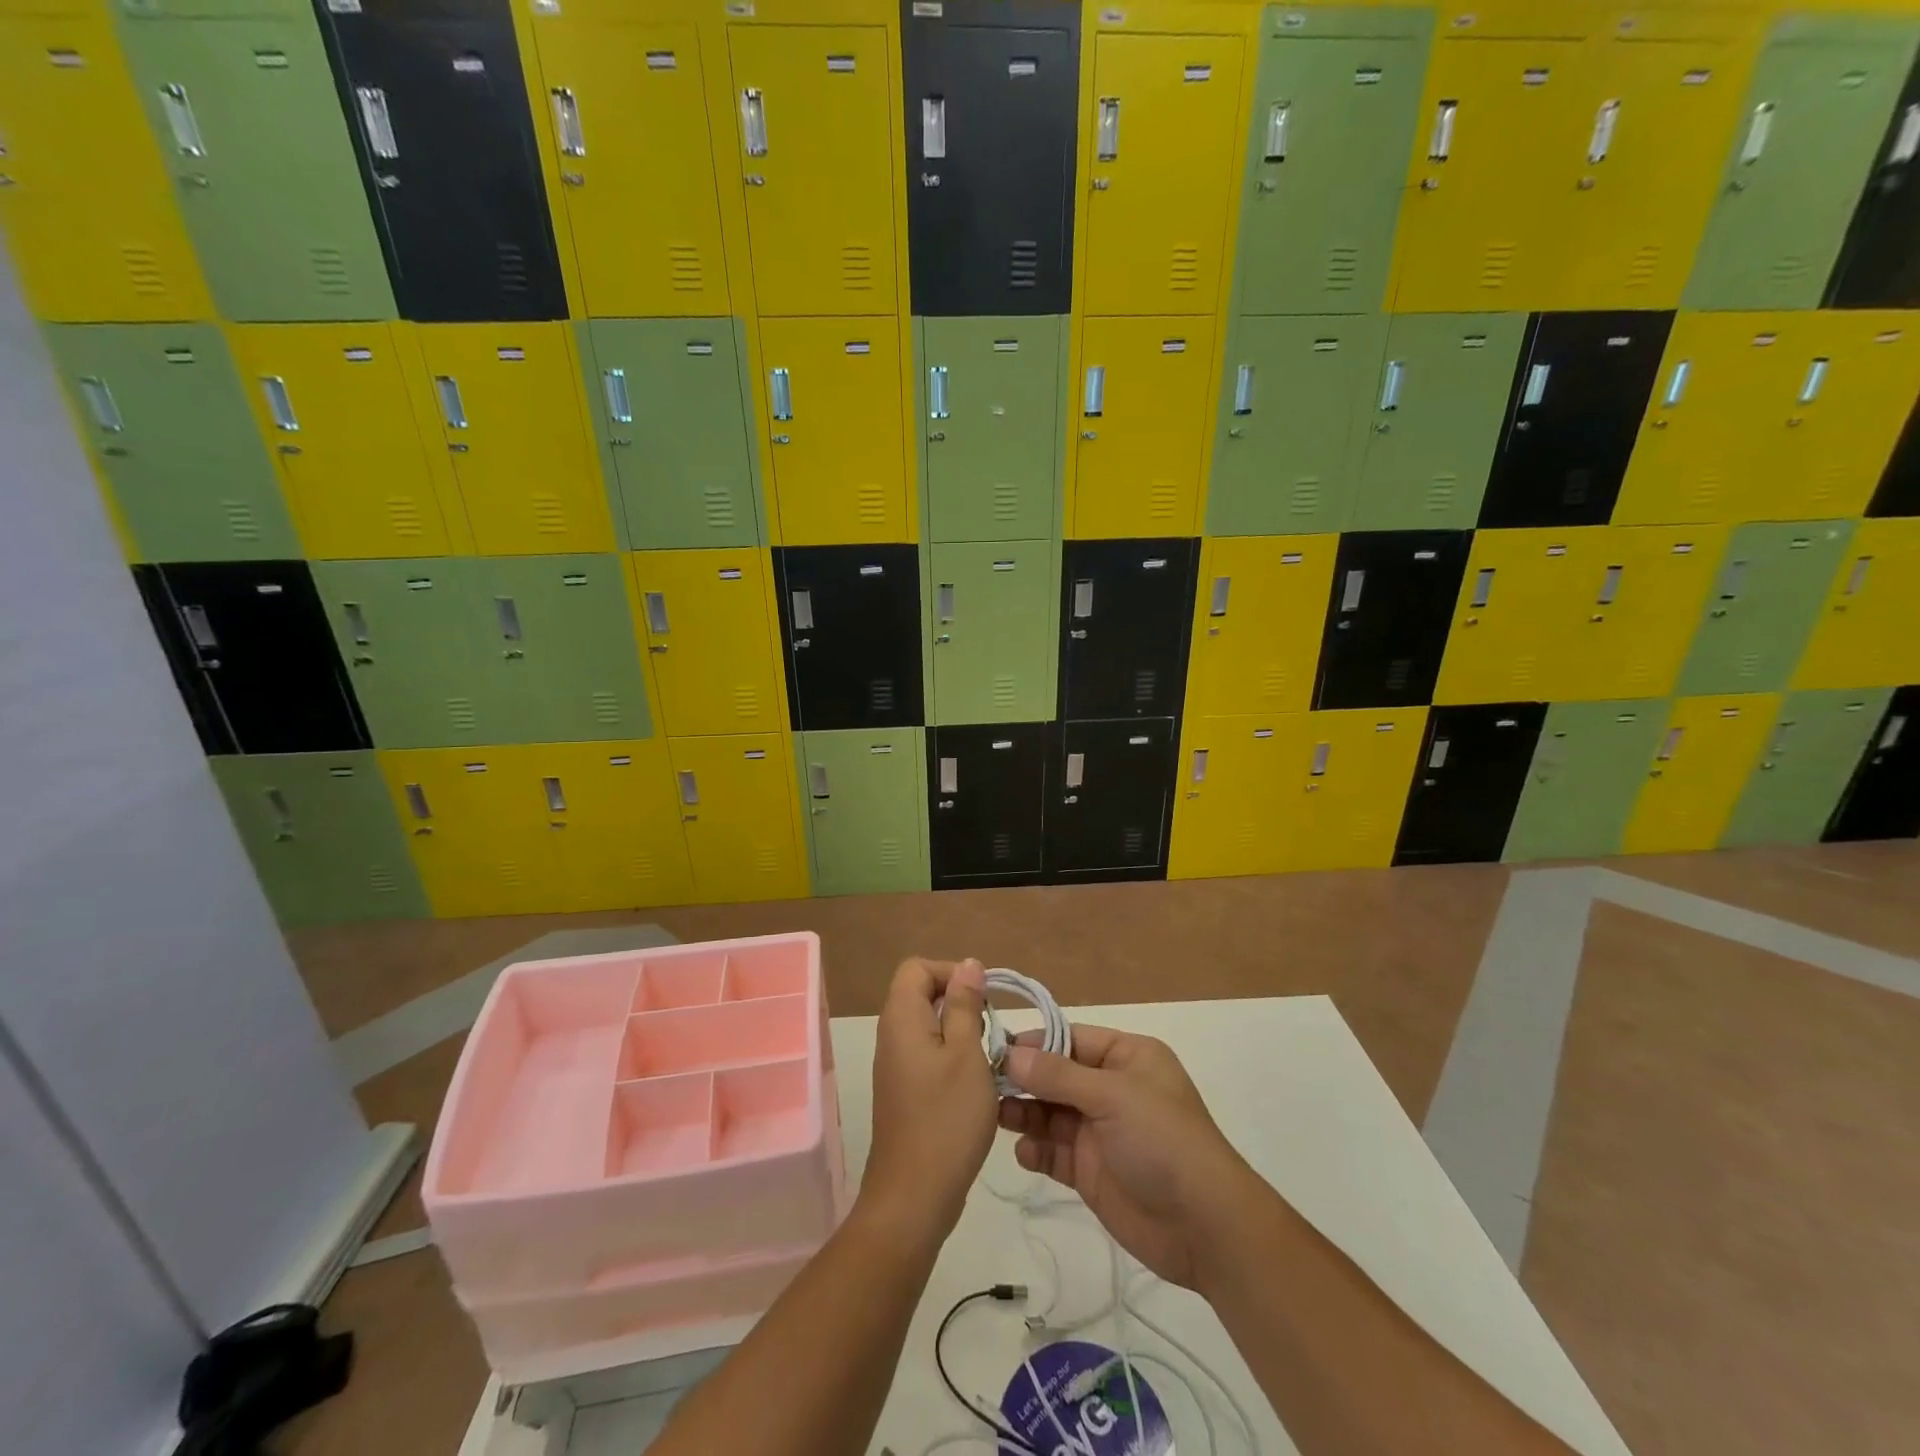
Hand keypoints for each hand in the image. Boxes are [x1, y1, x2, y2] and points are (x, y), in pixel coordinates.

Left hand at [861, 958, 997, 1243]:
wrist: (914, 1195)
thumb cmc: (946, 1118)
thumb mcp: (967, 1054)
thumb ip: (966, 1005)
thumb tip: (968, 964)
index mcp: (901, 1018)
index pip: (917, 968)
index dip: (950, 972)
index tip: (982, 997)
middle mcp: (891, 1034)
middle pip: (920, 993)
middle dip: (959, 1000)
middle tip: (990, 1027)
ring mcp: (895, 1064)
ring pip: (927, 1024)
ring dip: (959, 1029)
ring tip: (988, 1054)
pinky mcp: (903, 1089)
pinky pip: (926, 1052)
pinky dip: (951, 1054)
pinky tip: (975, 1081)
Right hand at [1000, 1025, 1255, 1290]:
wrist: (1204, 1227)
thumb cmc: (1163, 1141)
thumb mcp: (1112, 1096)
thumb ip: (1057, 1075)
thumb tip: (1010, 1054)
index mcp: (1127, 1057)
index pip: (1070, 1038)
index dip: (1034, 1042)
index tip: (993, 1048)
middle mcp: (1112, 1088)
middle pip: (1056, 1075)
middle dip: (1023, 1079)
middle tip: (983, 1084)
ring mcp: (1100, 1130)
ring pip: (1050, 1112)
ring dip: (1023, 1113)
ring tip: (993, 1116)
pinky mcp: (1091, 1170)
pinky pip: (1054, 1151)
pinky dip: (1036, 1149)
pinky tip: (1024, 1153)